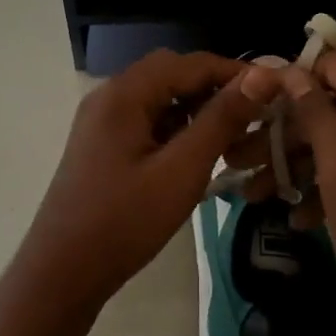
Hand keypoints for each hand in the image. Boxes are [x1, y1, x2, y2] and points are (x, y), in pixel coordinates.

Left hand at [8, 51, 283, 317]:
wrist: (62, 273)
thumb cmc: (124, 221)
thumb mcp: (181, 170)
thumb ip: (221, 120)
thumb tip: (260, 77)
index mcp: (124, 93)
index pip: (190, 62)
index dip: (234, 72)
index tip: (273, 92)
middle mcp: (109, 96)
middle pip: (172, 74)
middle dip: (214, 89)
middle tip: (253, 116)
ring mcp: (102, 120)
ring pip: (159, 98)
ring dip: (196, 109)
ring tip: (233, 137)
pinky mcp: (102, 144)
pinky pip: (146, 120)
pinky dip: (176, 127)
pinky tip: (198, 154)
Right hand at [229, 52, 335, 335]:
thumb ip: (315, 112)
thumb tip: (291, 70)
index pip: (331, 65)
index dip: (287, 81)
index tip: (249, 107)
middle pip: (333, 106)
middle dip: (285, 134)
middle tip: (242, 162)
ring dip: (301, 165)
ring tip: (257, 196)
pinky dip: (333, 184)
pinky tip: (301, 218)